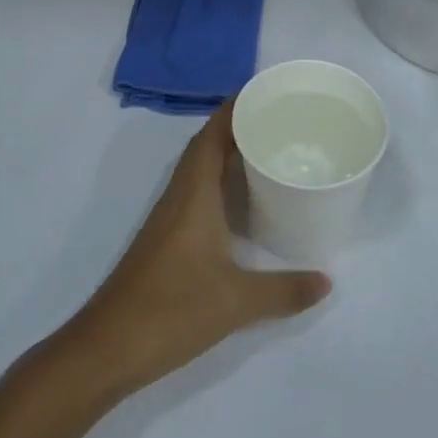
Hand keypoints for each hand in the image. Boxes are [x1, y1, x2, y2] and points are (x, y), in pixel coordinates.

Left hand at [66, 101, 330, 393]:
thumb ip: (284, 290)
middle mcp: (179, 195)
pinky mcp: (165, 237)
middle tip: (275, 116)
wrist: (110, 345)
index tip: (265, 91)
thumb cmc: (173, 309)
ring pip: (198, 167)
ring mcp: (168, 216)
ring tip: (264, 146)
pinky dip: (217, 179)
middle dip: (236, 124)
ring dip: (225, 151)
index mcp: (193, 193)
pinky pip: (194, 190)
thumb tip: (327, 280)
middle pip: (205, 144)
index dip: (234, 108)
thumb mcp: (237, 301)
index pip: (212, 134)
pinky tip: (238, 198)